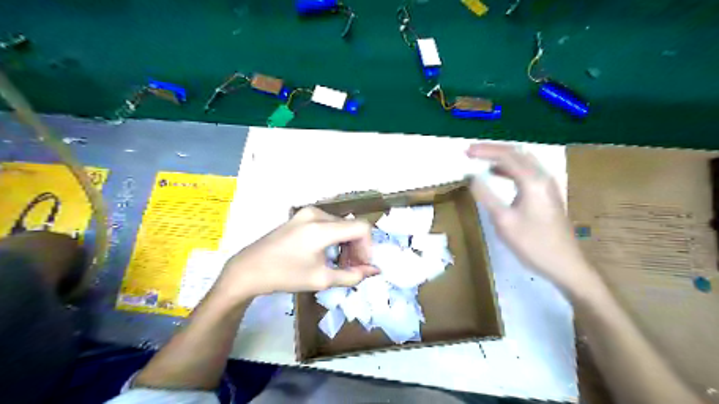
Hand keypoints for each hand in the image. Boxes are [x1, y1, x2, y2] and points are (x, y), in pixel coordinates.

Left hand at [212, 206, 378, 303]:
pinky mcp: (301, 216)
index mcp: (322, 227)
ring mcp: (307, 213)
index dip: (368, 247)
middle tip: (353, 268)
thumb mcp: (321, 279)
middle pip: (351, 226)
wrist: (248, 270)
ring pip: (340, 225)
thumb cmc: (284, 276)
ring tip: (340, 264)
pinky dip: (334, 238)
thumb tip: (373, 271)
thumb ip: (352, 275)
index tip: (362, 265)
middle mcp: (317, 213)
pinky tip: (327, 254)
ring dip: (346, 243)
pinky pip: (327, 224)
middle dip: (357, 247)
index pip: (361, 228)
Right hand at [467, 143, 595, 293]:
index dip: (484, 151)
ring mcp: (547, 184)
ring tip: (481, 159)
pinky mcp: (547, 193)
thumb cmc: (533, 244)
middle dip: (492, 149)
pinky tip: (498, 174)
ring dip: (501, 157)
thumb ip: (486, 196)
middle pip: (516, 152)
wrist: (565, 264)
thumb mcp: (504, 221)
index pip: (506, 156)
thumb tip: (472, 177)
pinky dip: (509, 168)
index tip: (466, 152)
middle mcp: (542, 177)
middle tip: (471, 152)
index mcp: (532, 181)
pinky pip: (526, 171)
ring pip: (522, 160)